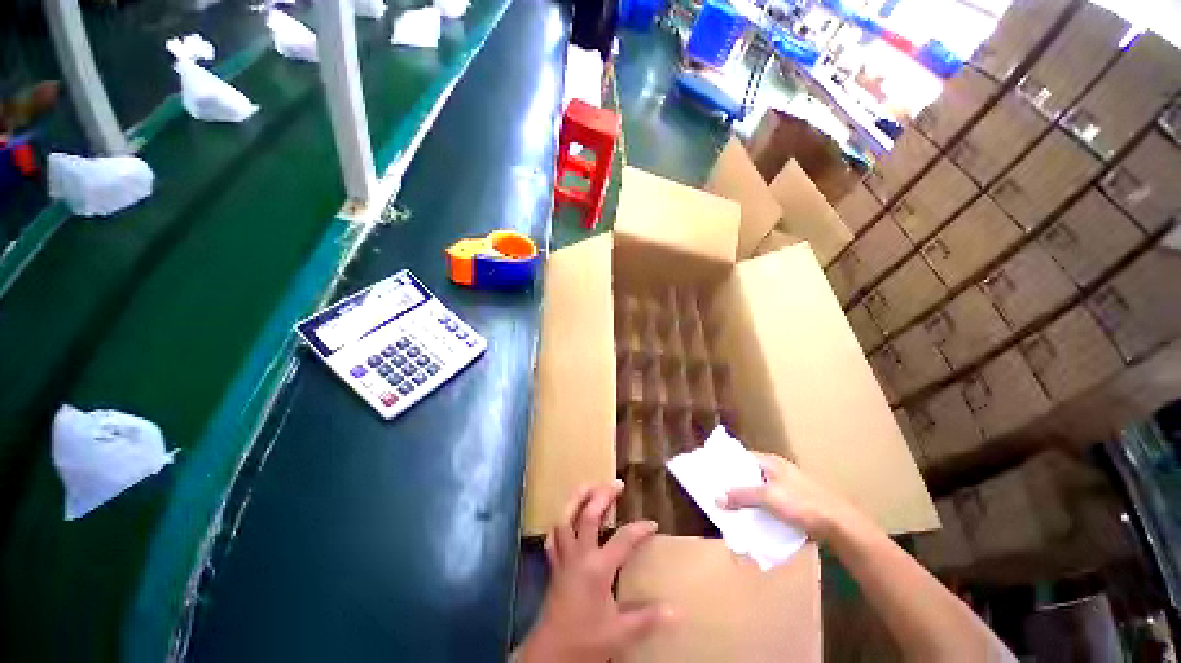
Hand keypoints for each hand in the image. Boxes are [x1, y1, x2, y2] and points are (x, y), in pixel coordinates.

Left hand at [518, 480, 669, 662]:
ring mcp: (564, 558)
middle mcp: (580, 555)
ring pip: (565, 519)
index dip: (640, 529)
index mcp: (598, 568)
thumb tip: (678, 611)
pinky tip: (567, 516)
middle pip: (588, 515)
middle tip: (616, 483)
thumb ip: (648, 619)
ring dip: (577, 499)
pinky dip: (561, 522)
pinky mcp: (554, 565)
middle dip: (602, 496)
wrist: (551, 654)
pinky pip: (554, 536)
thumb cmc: (586, 640)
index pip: (623, 539)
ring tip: (589, 485)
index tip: (652, 524)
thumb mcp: (620, 633)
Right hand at [717, 452, 855, 540]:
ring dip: (745, 499)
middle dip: (733, 484)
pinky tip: (750, 520)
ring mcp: (785, 488)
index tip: (711, 473)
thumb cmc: (802, 503)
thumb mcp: (768, 497)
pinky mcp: (792, 504)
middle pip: (748, 474)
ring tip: (728, 508)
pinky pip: (768, 504)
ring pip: (758, 490)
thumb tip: (717, 498)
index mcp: (771, 462)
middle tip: (716, 493)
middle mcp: (776, 471)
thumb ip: (742, 496)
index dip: (726, 463)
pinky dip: (757, 509)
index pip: (741, 457)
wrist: (838, 525)